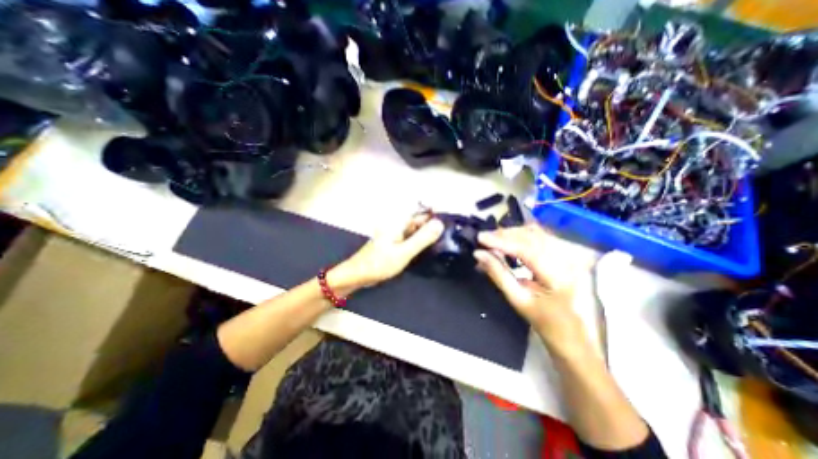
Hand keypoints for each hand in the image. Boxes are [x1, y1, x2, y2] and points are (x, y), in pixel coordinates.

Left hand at [331, 212, 444, 289]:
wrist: (358, 275)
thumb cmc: (379, 263)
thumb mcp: (403, 252)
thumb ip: (422, 239)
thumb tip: (439, 224)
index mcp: (399, 223)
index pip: (421, 212)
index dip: (435, 213)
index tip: (450, 220)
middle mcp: (398, 225)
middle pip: (419, 221)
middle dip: (434, 225)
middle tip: (450, 233)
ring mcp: (396, 235)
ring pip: (416, 230)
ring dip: (428, 234)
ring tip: (443, 241)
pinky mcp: (395, 243)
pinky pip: (411, 239)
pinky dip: (420, 242)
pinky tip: (428, 248)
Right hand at [477, 224, 584, 353]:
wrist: (577, 336)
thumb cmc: (546, 323)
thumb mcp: (518, 299)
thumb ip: (498, 273)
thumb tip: (478, 254)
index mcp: (559, 276)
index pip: (526, 249)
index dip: (501, 241)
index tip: (480, 237)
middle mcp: (569, 259)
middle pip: (532, 236)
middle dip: (505, 234)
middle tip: (483, 238)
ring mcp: (572, 254)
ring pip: (537, 233)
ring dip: (512, 233)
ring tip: (493, 238)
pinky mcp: (570, 252)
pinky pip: (542, 236)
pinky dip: (523, 235)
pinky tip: (510, 239)